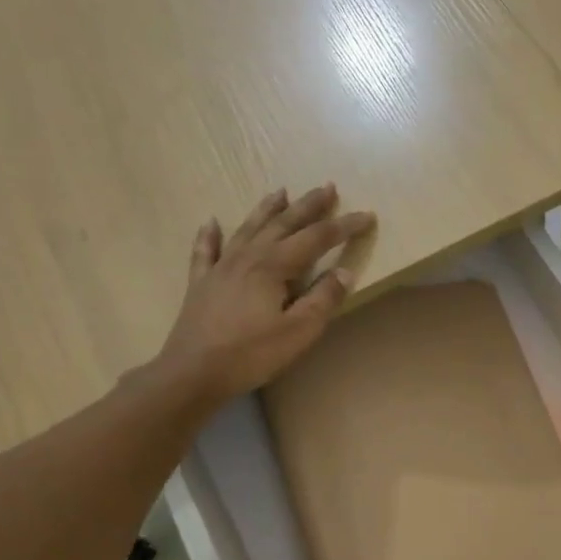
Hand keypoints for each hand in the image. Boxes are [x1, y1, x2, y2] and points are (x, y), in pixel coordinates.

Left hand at [148, 183, 374, 405]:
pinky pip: (206, 250)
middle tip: (327, 187)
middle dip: (308, 205)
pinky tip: (211, 222)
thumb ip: (323, 299)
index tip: (367, 215)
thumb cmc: (252, 354)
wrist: (193, 372)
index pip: (317, 238)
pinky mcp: (202, 283)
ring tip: (281, 191)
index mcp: (274, 266)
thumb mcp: (299, 331)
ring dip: (267, 209)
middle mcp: (248, 257)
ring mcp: (221, 267)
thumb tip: (344, 272)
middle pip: (283, 223)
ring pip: (248, 228)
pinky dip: (210, 234)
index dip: (344, 226)